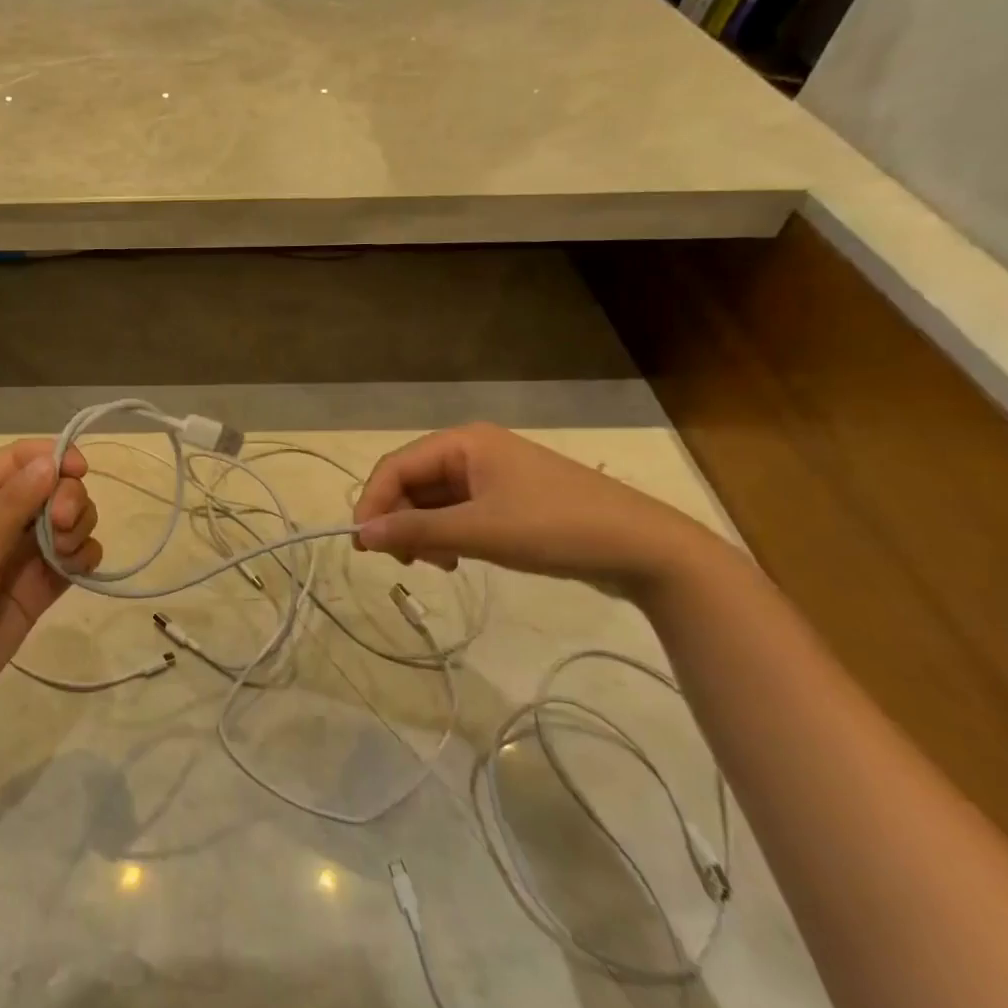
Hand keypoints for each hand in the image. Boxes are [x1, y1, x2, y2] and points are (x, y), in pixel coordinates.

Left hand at [0, 441, 102, 721]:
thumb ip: (12, 506)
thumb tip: (52, 459)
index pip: (20, 458)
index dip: (54, 457)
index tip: (81, 472)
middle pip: (52, 484)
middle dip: (68, 498)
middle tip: (64, 525)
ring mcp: (21, 552)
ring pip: (68, 518)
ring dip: (79, 526)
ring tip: (66, 555)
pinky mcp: (40, 585)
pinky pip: (75, 556)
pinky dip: (85, 556)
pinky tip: (78, 568)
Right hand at [352, 423, 728, 601]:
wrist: (645, 548)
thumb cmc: (556, 528)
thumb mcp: (480, 532)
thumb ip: (417, 532)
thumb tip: (362, 533)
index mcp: (463, 442)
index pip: (396, 466)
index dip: (373, 503)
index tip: (362, 546)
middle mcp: (472, 450)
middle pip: (412, 481)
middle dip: (401, 520)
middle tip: (404, 562)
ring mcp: (492, 474)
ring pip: (433, 500)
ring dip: (423, 531)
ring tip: (439, 565)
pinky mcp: (508, 498)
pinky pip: (458, 511)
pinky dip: (448, 534)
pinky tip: (457, 559)